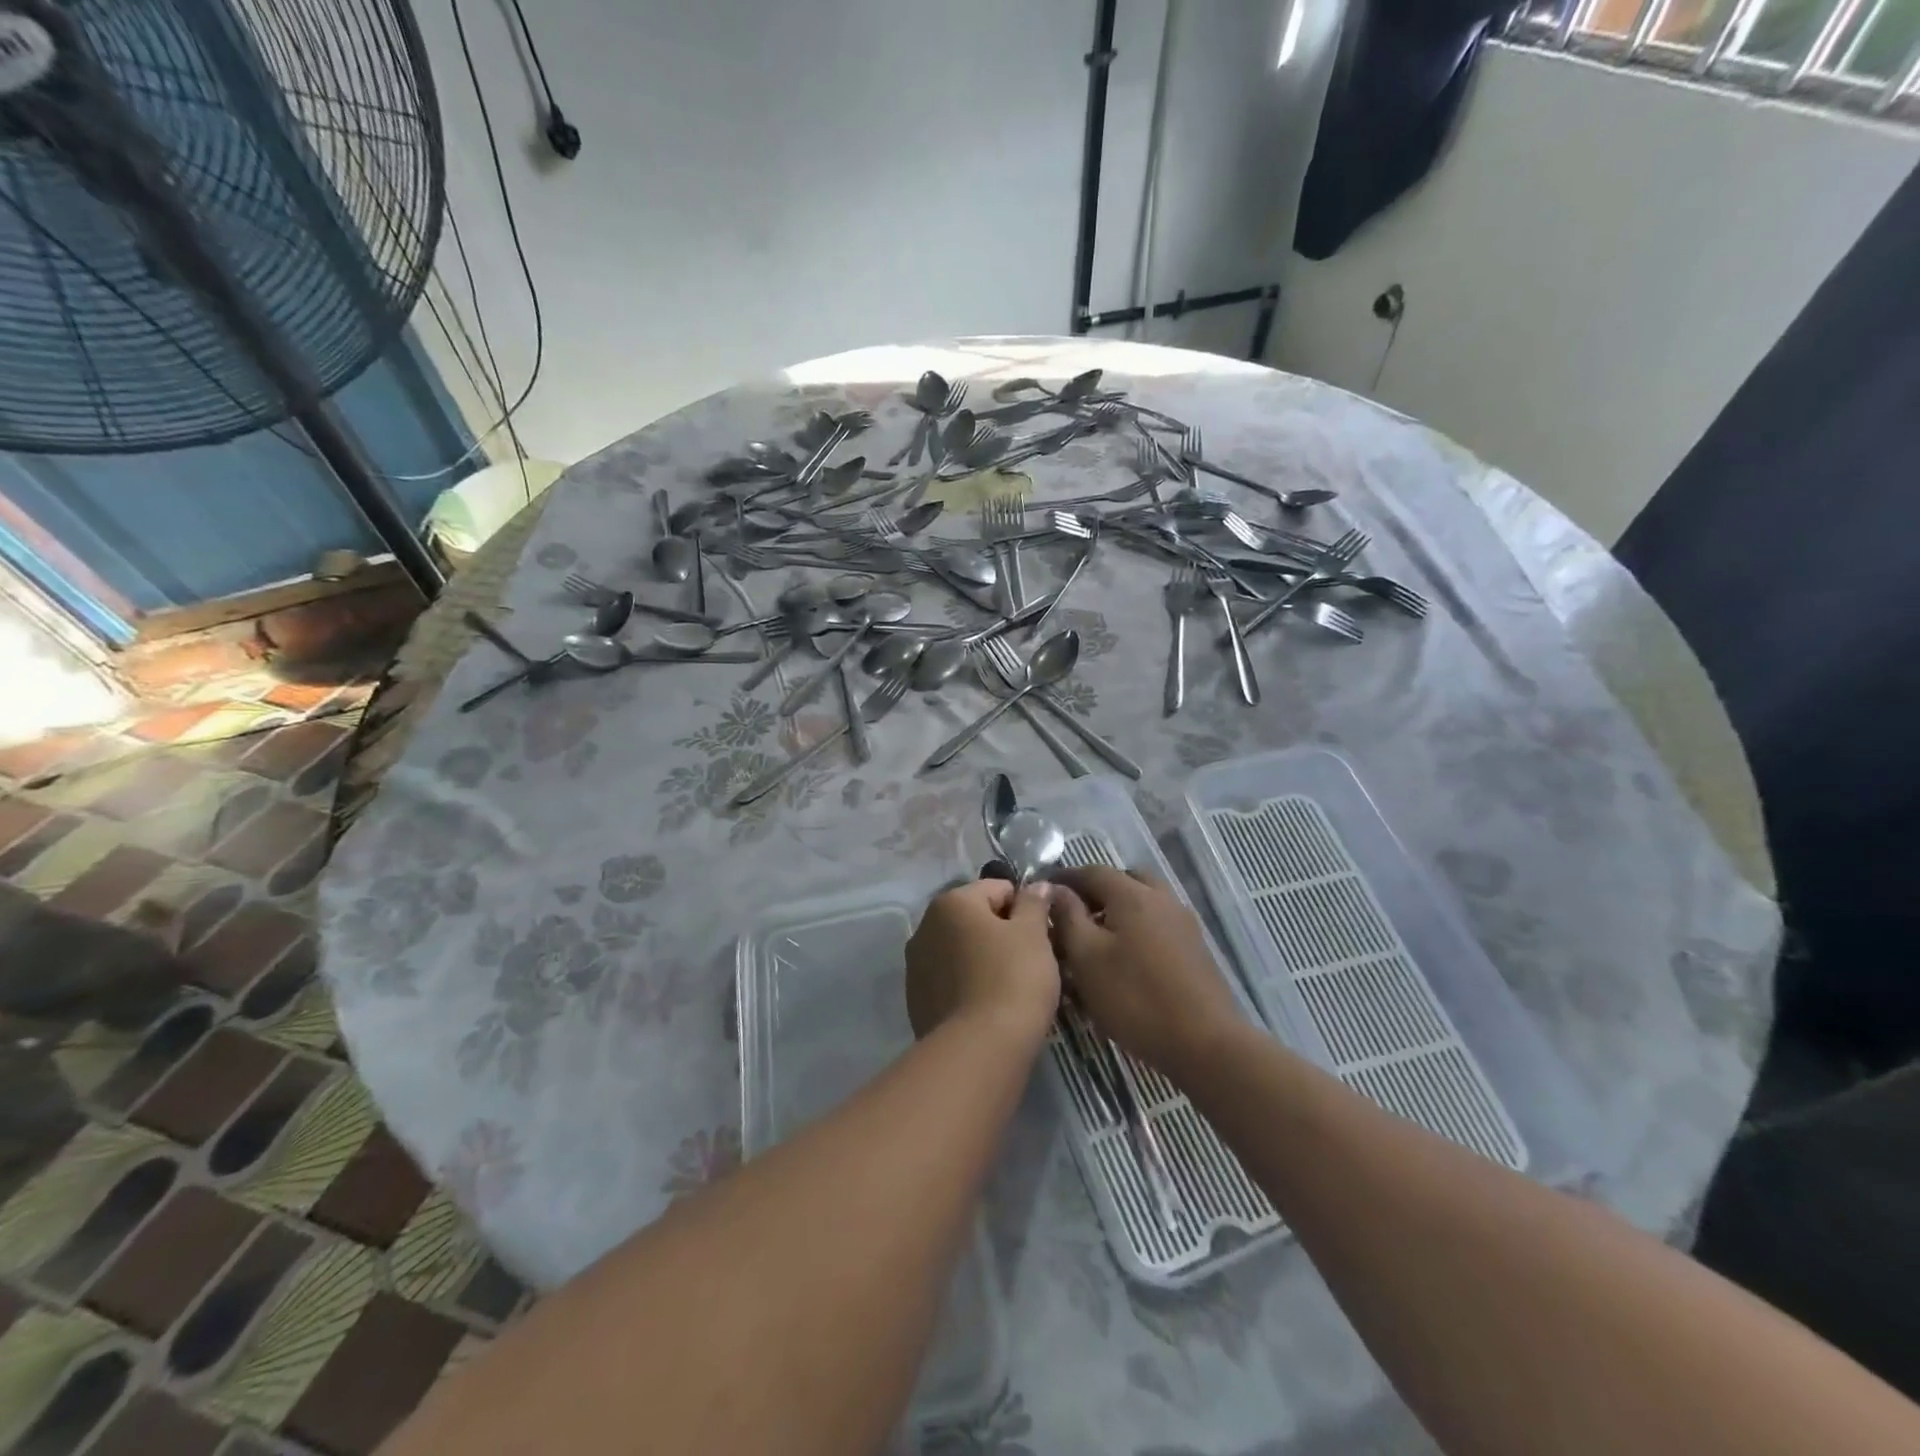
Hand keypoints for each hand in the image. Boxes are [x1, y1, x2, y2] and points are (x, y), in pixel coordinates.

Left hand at [905, 879, 1059, 1045]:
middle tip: (1031, 961)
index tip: (1042, 936)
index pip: (998, 889)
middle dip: (1002, 934)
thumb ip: (1034, 903)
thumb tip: (1036, 885)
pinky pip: (950, 981)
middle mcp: (925, 926)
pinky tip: (988, 1008)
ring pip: (961, 951)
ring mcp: (916, 965)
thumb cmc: (1012, 979)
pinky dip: (969, 986)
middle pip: (975, 919)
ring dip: (983, 959)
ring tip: (1011, 988)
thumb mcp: (1034, 935)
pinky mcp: (916, 1000)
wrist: (979, 1050)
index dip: (1025, 908)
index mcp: (951, 902)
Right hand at [1050, 866, 1242, 1079]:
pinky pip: (1158, 923)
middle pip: (1124, 880)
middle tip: (1073, 914)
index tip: (1043, 892)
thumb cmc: (1135, 998)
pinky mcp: (1194, 948)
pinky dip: (1137, 927)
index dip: (1065, 878)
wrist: (1204, 1043)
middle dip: (1096, 891)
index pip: (1092, 871)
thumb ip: (1068, 917)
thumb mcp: (1086, 958)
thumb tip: (1054, 888)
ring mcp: (1183, 923)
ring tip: (1096, 939)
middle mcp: (1161, 899)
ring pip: (1144, 901)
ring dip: (1118, 910)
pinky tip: (1125, 959)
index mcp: (1133, 894)